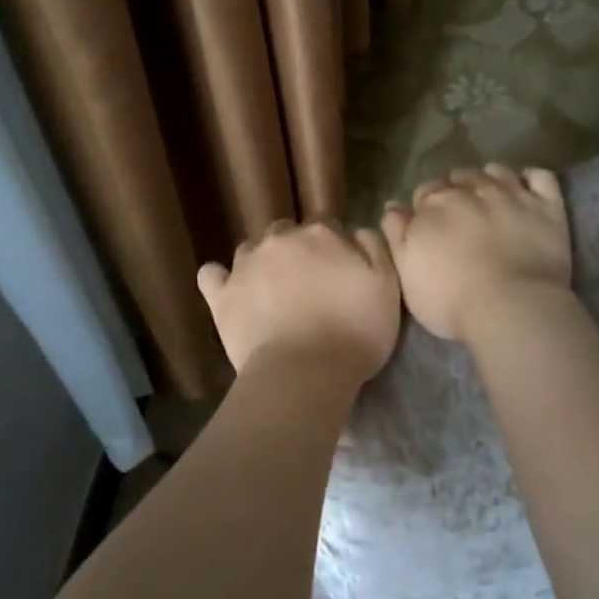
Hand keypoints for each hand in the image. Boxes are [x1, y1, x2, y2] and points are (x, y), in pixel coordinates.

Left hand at [197, 220, 401, 379]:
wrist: (305, 372)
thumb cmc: (355, 332)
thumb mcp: (387, 286)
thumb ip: (374, 248)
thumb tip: (357, 230)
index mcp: (321, 234)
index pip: (326, 227)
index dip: (333, 249)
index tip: (339, 273)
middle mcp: (280, 239)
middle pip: (287, 234)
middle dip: (295, 251)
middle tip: (307, 285)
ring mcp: (245, 265)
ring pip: (251, 250)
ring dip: (261, 263)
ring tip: (271, 292)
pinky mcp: (221, 295)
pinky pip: (212, 275)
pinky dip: (220, 279)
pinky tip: (229, 290)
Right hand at [381, 165, 571, 340]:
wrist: (510, 307)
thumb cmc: (449, 299)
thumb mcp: (406, 273)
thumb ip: (396, 234)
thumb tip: (393, 205)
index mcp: (433, 205)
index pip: (424, 191)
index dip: (426, 207)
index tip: (430, 224)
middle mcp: (470, 189)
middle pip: (458, 178)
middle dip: (456, 190)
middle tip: (460, 215)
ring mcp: (511, 194)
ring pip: (495, 170)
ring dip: (488, 179)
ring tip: (490, 197)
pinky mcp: (546, 206)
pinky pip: (540, 177)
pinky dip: (531, 179)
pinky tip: (527, 190)